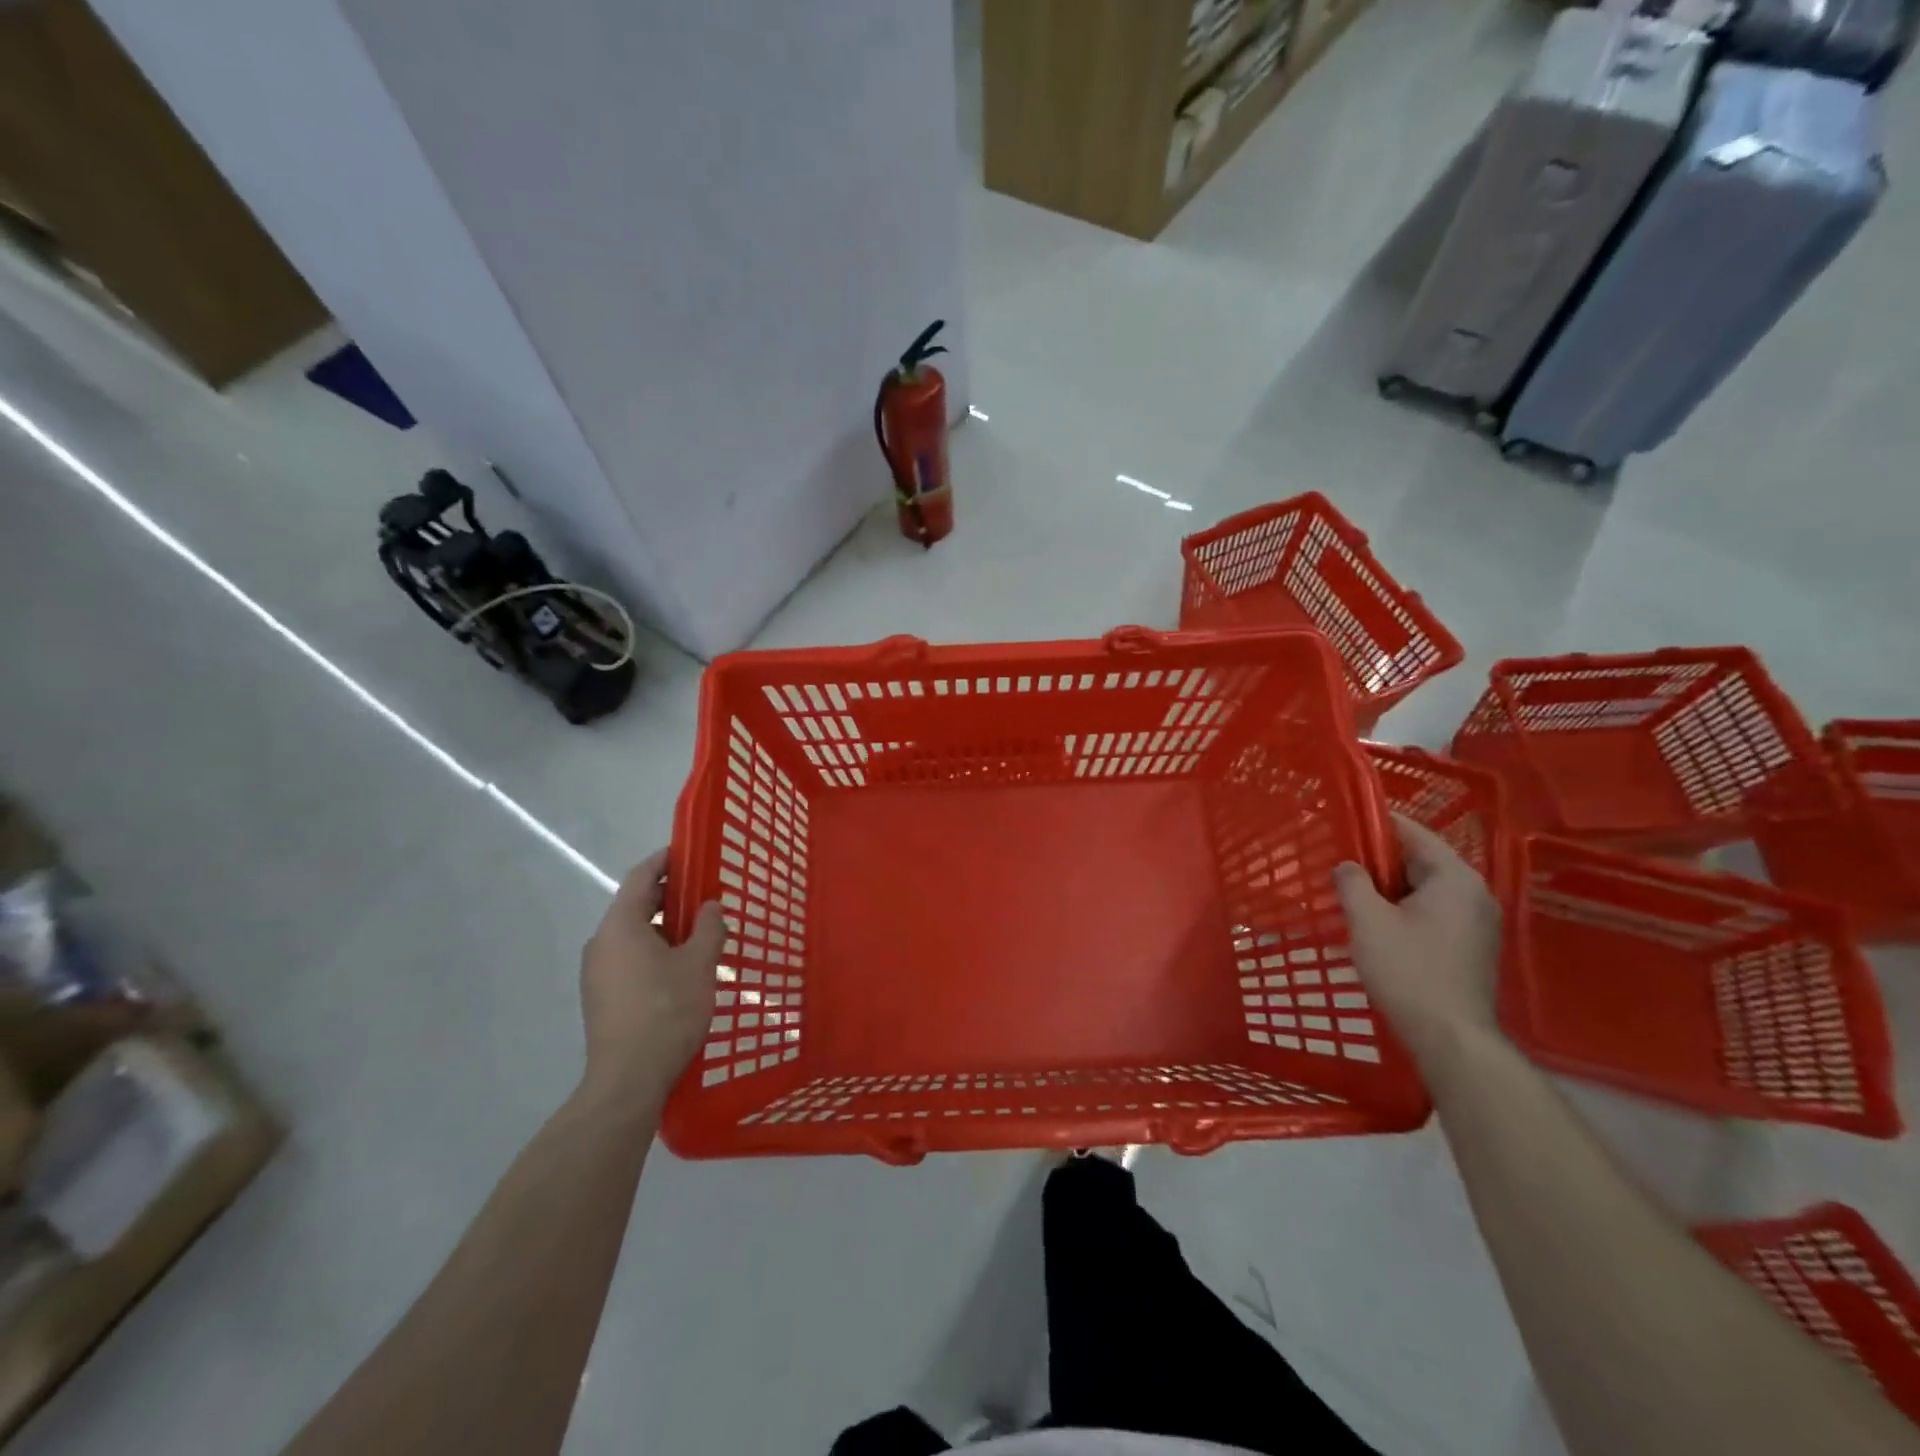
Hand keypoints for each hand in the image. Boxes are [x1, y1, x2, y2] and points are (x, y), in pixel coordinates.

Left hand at [578, 849, 725, 1105]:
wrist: (627, 1080)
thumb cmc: (666, 1011)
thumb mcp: (700, 964)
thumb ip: (709, 927)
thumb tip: (710, 906)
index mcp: (621, 925)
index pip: (641, 876)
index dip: (665, 860)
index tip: (688, 851)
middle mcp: (601, 942)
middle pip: (634, 904)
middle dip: (669, 895)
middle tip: (703, 893)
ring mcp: (597, 972)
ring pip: (632, 934)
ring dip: (663, 927)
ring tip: (698, 933)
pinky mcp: (601, 997)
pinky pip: (628, 958)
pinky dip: (653, 951)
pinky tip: (680, 968)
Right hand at [1334, 814, 1503, 1067]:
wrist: (1451, 1038)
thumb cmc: (1408, 971)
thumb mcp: (1367, 920)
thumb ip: (1353, 882)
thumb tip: (1347, 865)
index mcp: (1455, 878)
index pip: (1413, 833)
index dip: (1376, 825)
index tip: (1343, 825)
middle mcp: (1475, 893)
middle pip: (1422, 860)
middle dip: (1380, 860)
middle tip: (1340, 862)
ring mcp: (1478, 923)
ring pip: (1427, 889)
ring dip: (1391, 888)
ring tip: (1353, 892)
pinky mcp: (1472, 947)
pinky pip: (1435, 912)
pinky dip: (1406, 909)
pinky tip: (1378, 923)